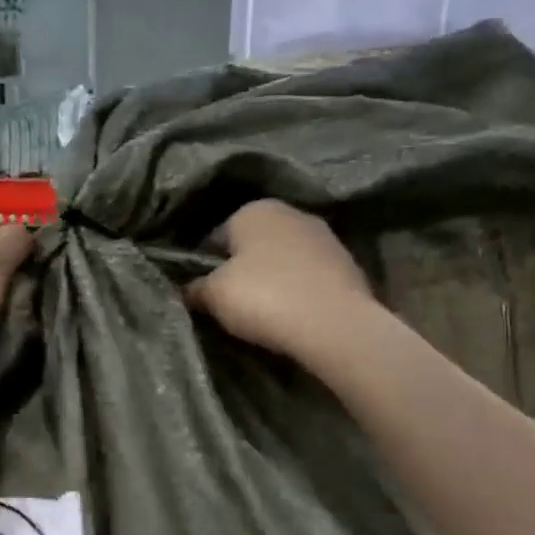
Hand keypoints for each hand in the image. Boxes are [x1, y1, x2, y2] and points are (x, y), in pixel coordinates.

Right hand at [188, 199, 375, 363]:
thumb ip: (194, 287)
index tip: (203, 294)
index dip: (204, 267)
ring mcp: (325, 237)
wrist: (335, 325)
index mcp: (254, 209)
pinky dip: (298, 291)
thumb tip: (185, 288)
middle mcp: (291, 212)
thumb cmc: (263, 297)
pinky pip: (308, 278)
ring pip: (283, 260)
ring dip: (272, 280)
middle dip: (241, 270)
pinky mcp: (349, 265)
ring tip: (263, 314)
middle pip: (252, 246)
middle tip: (231, 305)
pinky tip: (292, 315)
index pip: (214, 237)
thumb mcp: (213, 294)